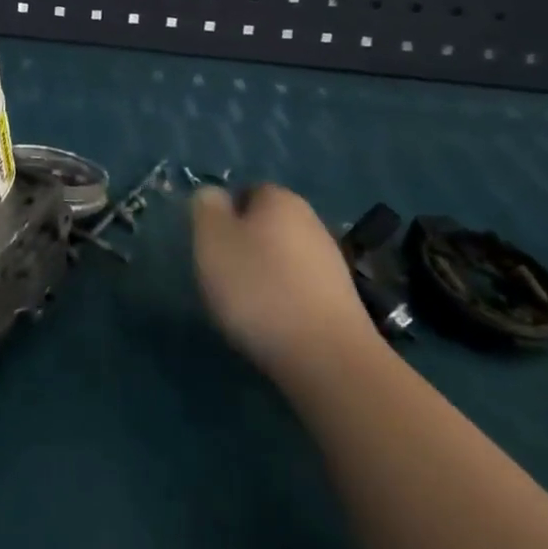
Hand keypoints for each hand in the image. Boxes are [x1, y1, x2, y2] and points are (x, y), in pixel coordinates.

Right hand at [190, 185, 381, 394]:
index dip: (223, 215)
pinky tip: (272, 324)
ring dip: (263, 275)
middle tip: (221, 275)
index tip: (210, 246)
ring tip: (245, 306)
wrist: (326, 357)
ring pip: (283, 257)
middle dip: (243, 245)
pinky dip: (283, 300)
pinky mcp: (341, 301)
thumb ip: (206, 206)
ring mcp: (331, 262)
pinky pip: (299, 288)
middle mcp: (311, 221)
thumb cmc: (258, 286)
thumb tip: (214, 196)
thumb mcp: (211, 238)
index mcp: (280, 198)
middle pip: (265, 225)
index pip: (245, 191)